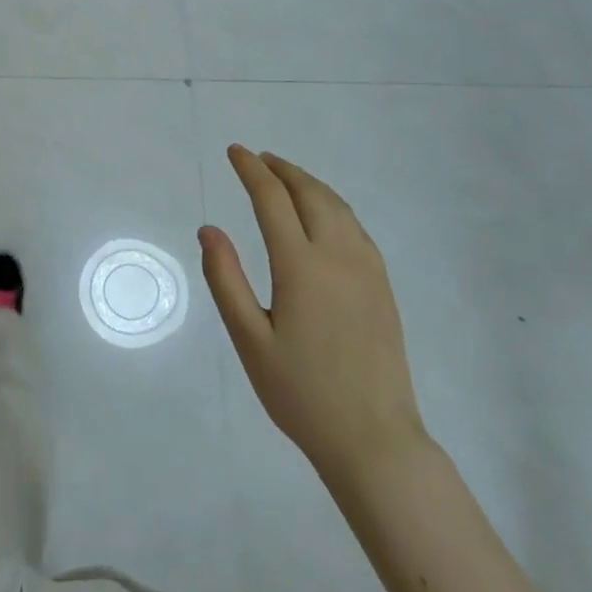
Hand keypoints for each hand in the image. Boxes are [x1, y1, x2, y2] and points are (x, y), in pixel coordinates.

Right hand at [200, 146, 425, 473]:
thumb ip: (225, 279)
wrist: (375, 440)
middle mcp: (337, 255)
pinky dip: (331, 204)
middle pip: (309, 193)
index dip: (251, 170)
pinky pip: (354, 225)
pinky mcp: (382, 284)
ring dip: (308, 183)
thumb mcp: (249, 340)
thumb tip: (208, 229)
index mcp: (301, 266)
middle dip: (281, 169)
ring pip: (337, 205)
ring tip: (285, 176)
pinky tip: (321, 214)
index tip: (235, 151)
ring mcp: (366, 268)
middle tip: (258, 159)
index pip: (272, 199)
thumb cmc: (301, 393)